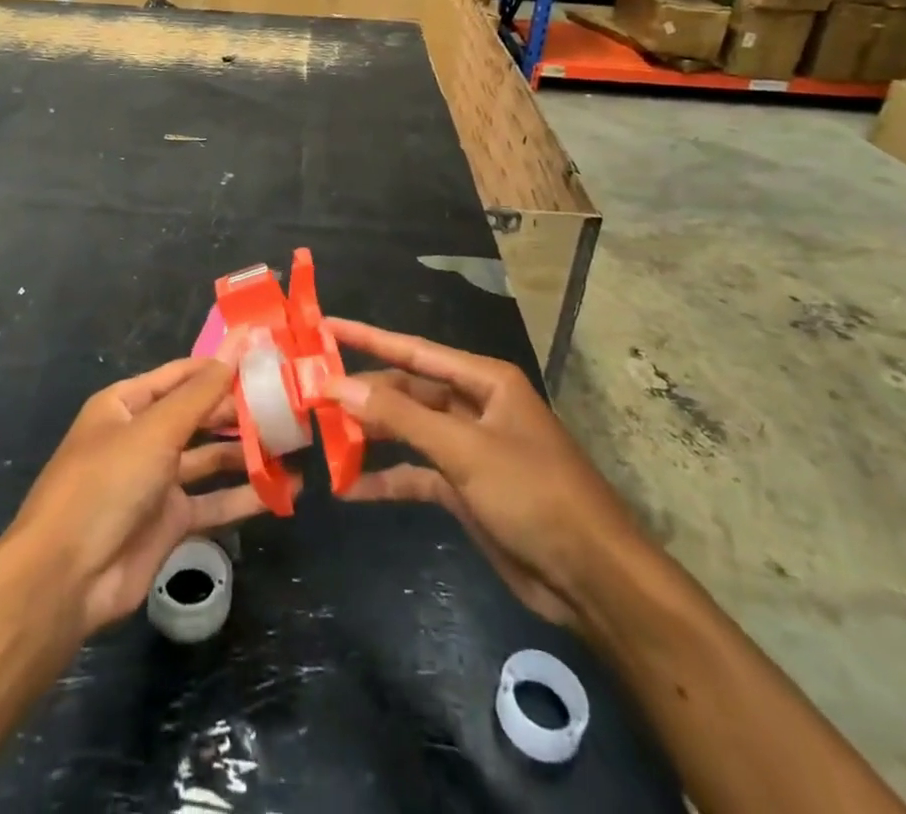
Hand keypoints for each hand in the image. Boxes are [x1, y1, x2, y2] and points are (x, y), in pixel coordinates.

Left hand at [9, 340, 296, 639]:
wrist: (65, 579)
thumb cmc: (106, 484)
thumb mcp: (156, 430)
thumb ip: (202, 392)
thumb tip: (238, 345)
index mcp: (127, 404)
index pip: (183, 375)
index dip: (221, 365)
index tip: (267, 357)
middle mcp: (143, 437)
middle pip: (199, 415)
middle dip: (240, 411)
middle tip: (290, 404)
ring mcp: (157, 480)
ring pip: (210, 459)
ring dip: (247, 453)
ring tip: (294, 444)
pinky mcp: (170, 521)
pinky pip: (214, 502)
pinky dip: (245, 497)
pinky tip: (282, 492)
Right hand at [325, 318, 644, 631]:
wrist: (593, 578)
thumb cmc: (534, 494)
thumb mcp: (464, 451)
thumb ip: (401, 417)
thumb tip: (340, 385)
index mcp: (483, 380)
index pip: (414, 351)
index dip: (368, 337)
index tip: (325, 326)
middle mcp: (474, 406)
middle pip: (407, 391)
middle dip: (364, 394)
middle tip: (312, 395)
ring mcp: (469, 449)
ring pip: (408, 431)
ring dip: (371, 437)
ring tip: (323, 439)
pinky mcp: (465, 489)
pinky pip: (417, 474)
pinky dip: (387, 479)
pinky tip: (351, 488)